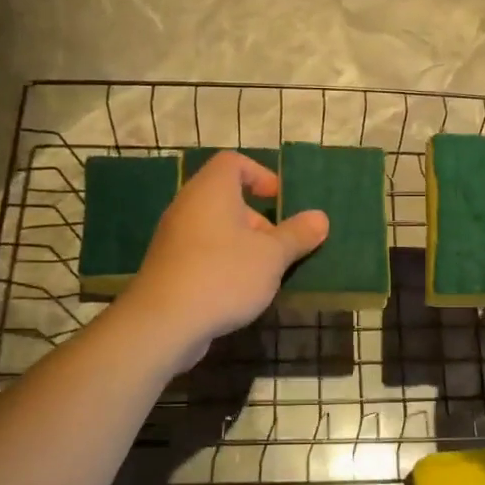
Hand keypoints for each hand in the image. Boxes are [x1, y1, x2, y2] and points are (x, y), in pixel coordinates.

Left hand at [120, 151, 327, 366]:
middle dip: (257, 219)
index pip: (233, 162)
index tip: (279, 200)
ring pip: (215, 229)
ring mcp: (174, 238)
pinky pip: (202, 253)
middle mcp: (188, 206)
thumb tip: (320, 218)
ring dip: (242, 245)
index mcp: (212, 190)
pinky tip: (238, 292)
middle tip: (278, 245)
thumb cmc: (224, 275)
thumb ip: (297, 235)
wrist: (164, 322)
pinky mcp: (168, 267)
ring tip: (264, 273)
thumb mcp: (272, 256)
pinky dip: (223, 263)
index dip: (260, 174)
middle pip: (226, 198)